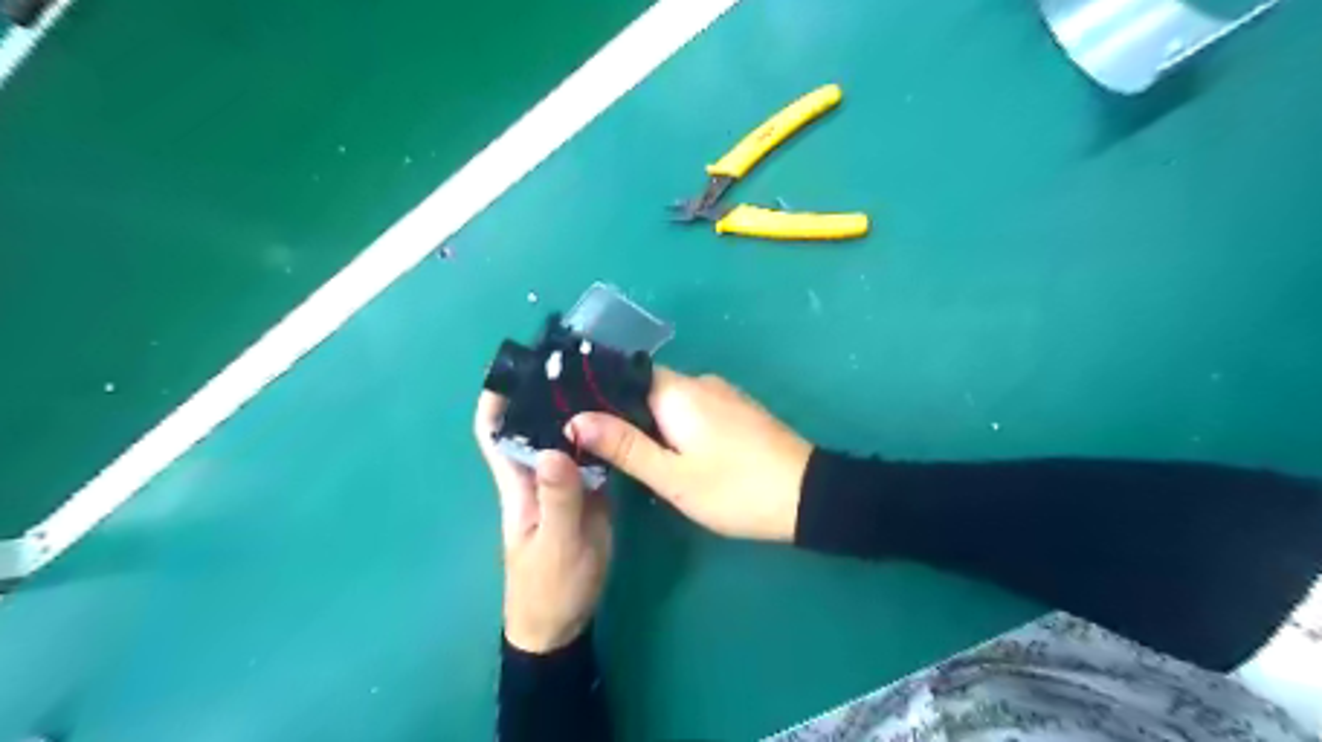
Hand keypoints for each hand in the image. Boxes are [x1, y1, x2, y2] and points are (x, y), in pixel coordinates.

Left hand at [476, 391, 614, 650]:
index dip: (496, 399)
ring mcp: (564, 481)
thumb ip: (559, 500)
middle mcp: (537, 473)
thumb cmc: (549, 586)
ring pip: (563, 436)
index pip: (494, 433)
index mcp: (517, 483)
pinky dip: (600, 432)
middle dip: (545, 391)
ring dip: (575, 408)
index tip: (516, 365)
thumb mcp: (557, 545)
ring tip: (603, 376)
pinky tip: (621, 415)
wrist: (564, 621)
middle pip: (532, 424)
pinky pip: (591, 454)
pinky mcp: (588, 491)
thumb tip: (555, 449)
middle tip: (576, 359)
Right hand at [570, 369, 817, 538]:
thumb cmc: (735, 489)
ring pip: (670, 401)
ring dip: (649, 422)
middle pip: (646, 388)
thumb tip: (576, 419)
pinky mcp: (736, 410)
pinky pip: (692, 408)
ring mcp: (722, 394)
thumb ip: (624, 446)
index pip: (624, 375)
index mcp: (678, 391)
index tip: (573, 416)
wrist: (808, 496)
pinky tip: (669, 452)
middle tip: (596, 445)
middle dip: (621, 413)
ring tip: (627, 454)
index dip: (596, 393)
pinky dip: (674, 425)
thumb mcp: (673, 476)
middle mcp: (699, 382)